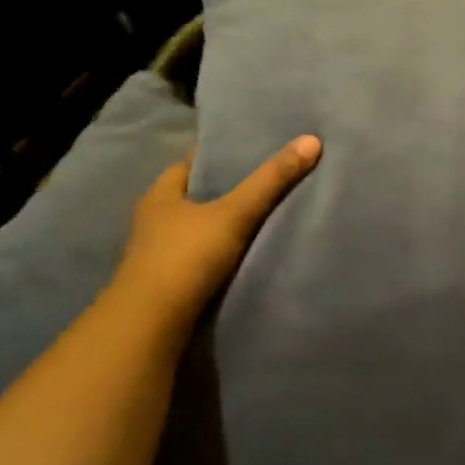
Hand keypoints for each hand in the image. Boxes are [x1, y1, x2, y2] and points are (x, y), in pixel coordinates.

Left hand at [113, 136, 321, 322]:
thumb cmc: (186, 257)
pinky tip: (245, 254)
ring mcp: (158, 254)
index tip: (253, 150)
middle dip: (225, 191)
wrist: (152, 323)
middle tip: (267, 182)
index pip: (191, 163)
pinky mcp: (169, 282)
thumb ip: (271, 181)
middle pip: (195, 196)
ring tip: (263, 218)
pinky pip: (200, 257)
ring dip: (222, 225)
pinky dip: (220, 253)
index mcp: (161, 194)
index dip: (220, 155)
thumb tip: (311, 140)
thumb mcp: (234, 214)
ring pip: (197, 229)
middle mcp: (154, 220)